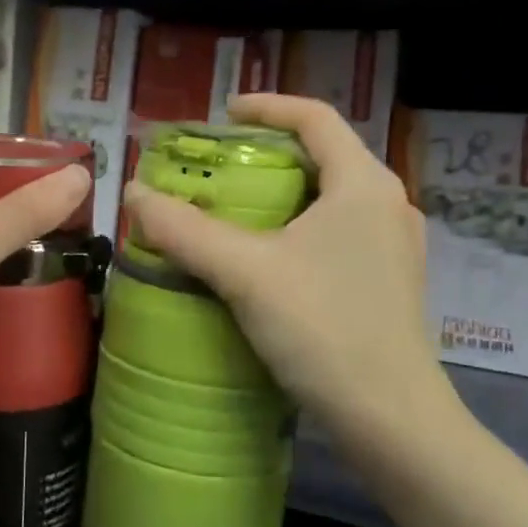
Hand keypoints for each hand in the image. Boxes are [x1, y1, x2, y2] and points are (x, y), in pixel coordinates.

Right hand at [122, 94, 452, 446]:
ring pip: (332, 196)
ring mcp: (394, 245)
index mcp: (364, 183)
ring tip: (237, 207)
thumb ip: (185, 230)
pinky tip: (268, 256)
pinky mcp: (389, 280)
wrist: (392, 420)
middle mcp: (388, 203)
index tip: (224, 114)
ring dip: (285, 191)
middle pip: (324, 154)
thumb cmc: (324, 328)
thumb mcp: (245, 273)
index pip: (316, 117)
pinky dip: (300, 225)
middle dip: (270, 152)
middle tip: (220, 165)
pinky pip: (339, 230)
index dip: (267, 106)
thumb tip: (133, 193)